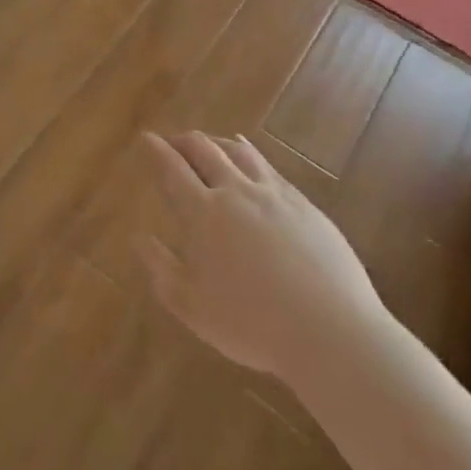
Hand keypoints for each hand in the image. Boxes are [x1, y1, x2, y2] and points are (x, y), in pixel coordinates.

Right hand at [137, 131, 385, 377]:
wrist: (331, 332)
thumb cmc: (252, 324)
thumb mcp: (191, 306)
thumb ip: (160, 268)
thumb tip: (139, 237)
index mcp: (204, 214)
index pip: (173, 169)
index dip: (156, 150)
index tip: (146, 138)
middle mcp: (236, 192)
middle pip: (204, 149)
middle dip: (183, 141)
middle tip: (172, 143)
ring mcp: (273, 194)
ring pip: (238, 151)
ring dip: (216, 142)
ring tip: (207, 145)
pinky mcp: (303, 203)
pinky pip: (268, 165)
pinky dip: (249, 153)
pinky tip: (249, 157)